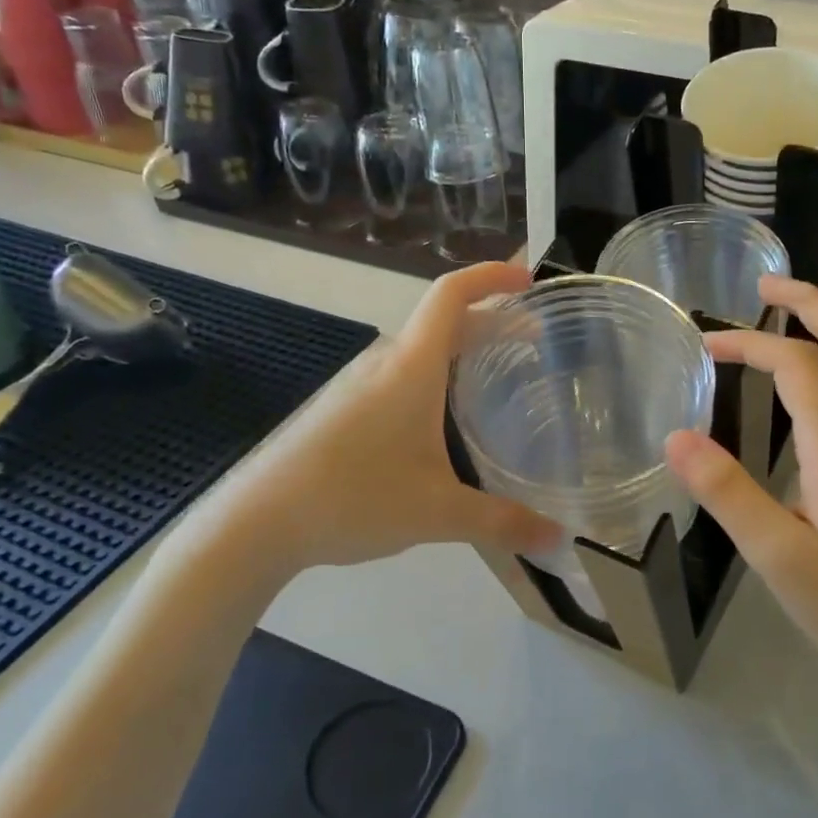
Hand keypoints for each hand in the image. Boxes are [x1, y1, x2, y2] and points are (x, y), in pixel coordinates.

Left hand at [168, 262, 560, 592]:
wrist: (257, 522)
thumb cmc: (353, 498)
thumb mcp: (438, 513)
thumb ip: (503, 523)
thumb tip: (560, 541)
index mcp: (411, 368)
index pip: (452, 295)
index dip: (492, 277)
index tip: (528, 279)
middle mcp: (385, 363)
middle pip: (443, 321)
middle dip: (492, 322)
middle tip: (535, 343)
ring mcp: (359, 385)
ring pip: (422, 351)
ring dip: (463, 350)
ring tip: (498, 378)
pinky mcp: (343, 409)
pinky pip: (402, 375)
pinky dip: (437, 376)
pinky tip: (446, 421)